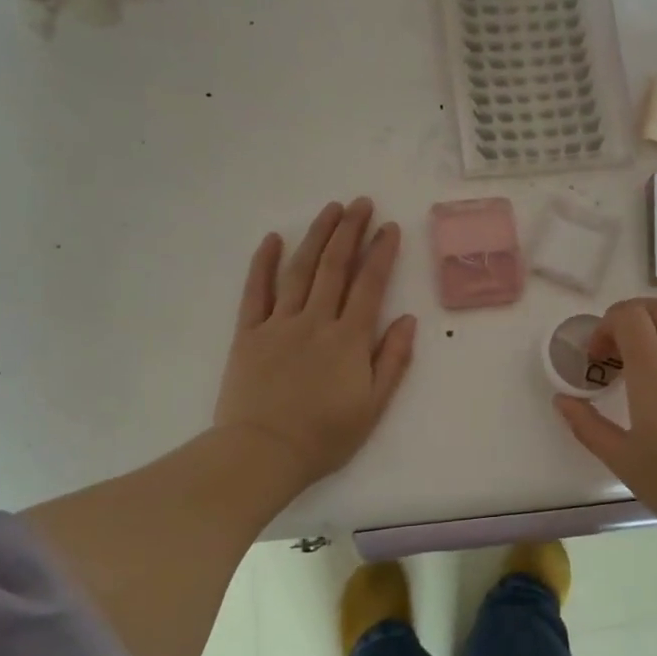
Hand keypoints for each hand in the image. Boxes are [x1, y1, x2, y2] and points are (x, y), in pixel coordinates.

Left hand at [213, 199, 416, 496]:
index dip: (381, 253)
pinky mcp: (248, 333)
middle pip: (335, 266)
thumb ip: (392, 361)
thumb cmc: (324, 436)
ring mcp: (279, 324)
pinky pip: (256, 291)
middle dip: (350, 231)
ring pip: (299, 270)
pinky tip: (273, 239)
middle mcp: (315, 321)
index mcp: (349, 339)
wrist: (263, 453)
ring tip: (330, 209)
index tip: (390, 227)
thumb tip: (408, 320)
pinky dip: (263, 263)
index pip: (370, 285)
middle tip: (361, 202)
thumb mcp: (373, 407)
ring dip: (316, 236)